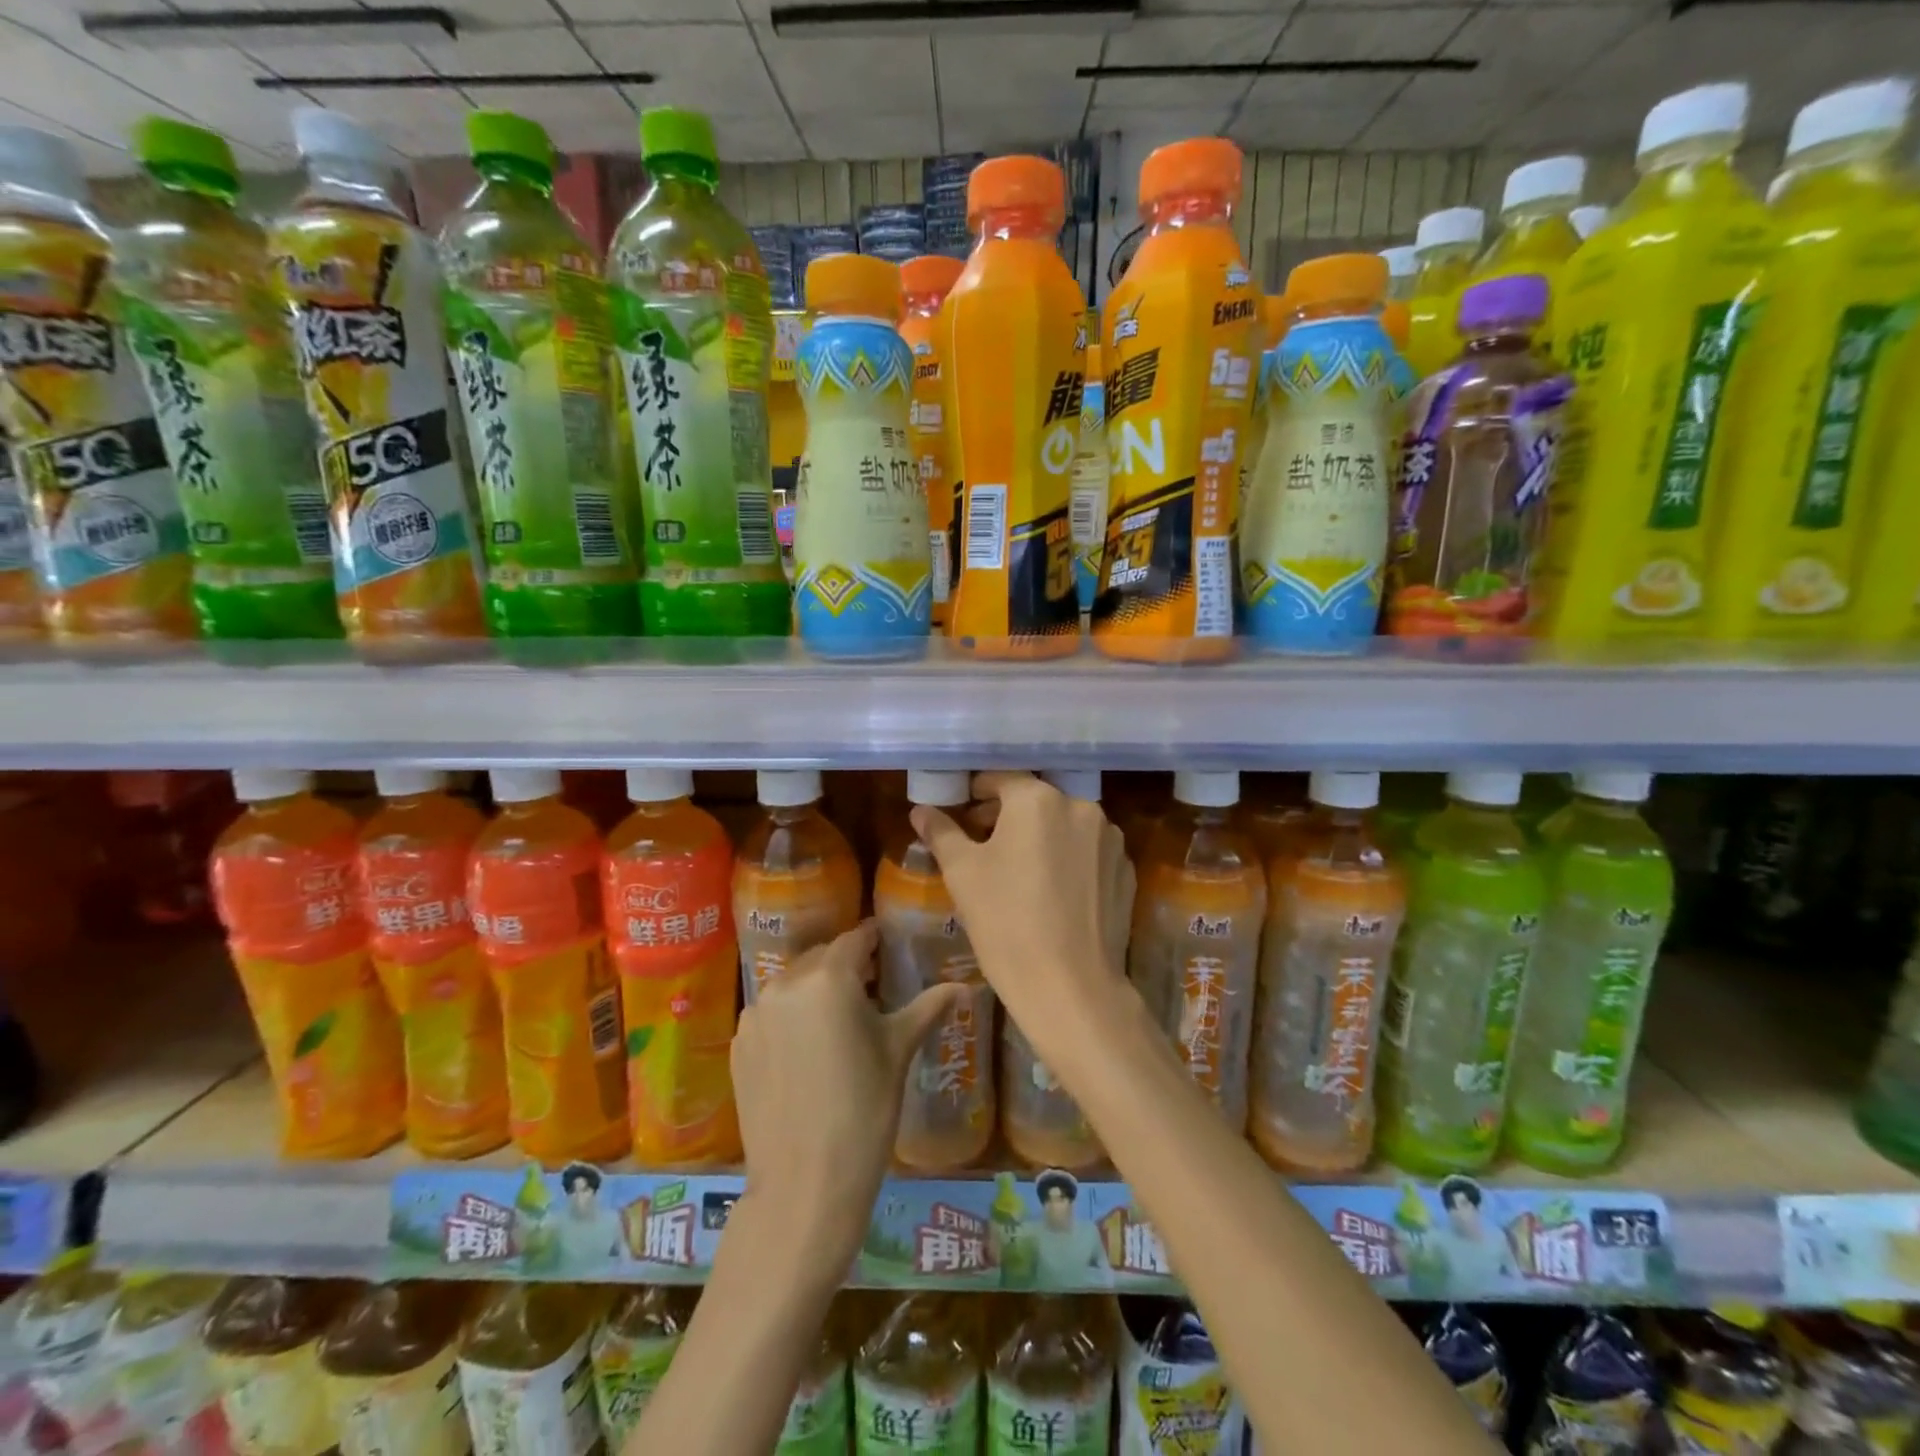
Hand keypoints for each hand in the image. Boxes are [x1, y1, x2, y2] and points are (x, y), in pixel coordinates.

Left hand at [729, 919, 966, 1280]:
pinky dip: (790, 1016)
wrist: (804, 1184)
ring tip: (838, 1018)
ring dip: (815, 989)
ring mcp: (756, 1014)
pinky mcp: (739, 1044)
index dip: (873, 940)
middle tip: (870, 986)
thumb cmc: (864, 1110)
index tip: (888, 945)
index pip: (855, 939)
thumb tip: (964, 987)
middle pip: (821, 957)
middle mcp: (786, 983)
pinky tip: (807, 1048)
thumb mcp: (899, 1051)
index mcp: (829, 977)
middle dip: (845, 965)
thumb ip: (928, 1007)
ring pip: (793, 983)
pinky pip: (770, 1013)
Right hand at [911, 771, 1134, 1070]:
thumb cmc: (1006, 922)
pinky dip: (1068, 859)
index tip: (961, 814)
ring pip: (1064, 826)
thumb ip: (941, 832)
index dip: (976, 794)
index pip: (1000, 779)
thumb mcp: (962, 874)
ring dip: (1040, 837)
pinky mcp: (1125, 872)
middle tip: (981, 845)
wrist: (1070, 988)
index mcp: (1038, 800)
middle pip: (1035, 801)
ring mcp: (1110, 840)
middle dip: (1006, 817)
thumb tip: (921, 810)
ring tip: (1018, 871)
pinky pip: (1088, 852)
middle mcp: (1082, 807)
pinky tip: (1052, 892)